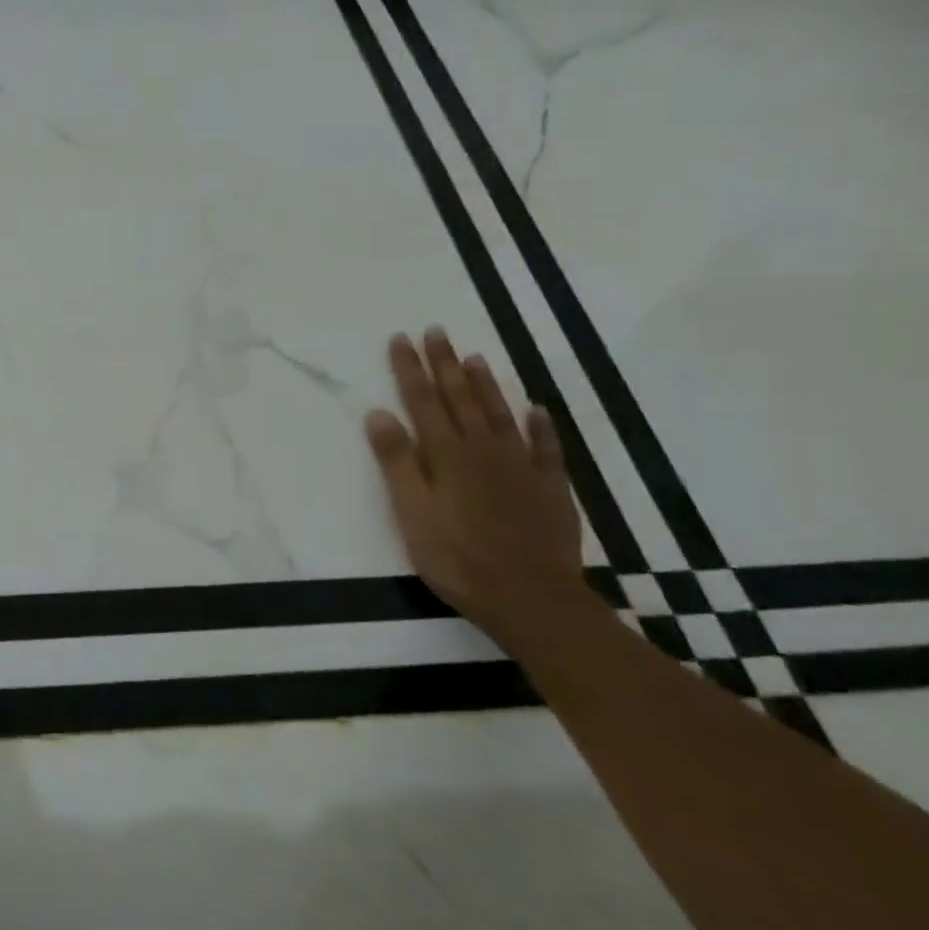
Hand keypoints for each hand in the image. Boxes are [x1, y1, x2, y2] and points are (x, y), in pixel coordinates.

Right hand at [364, 329, 590, 644]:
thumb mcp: (411, 512)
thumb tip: (379, 413)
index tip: (400, 339)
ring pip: (500, 414)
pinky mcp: (549, 488)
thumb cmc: (457, 557)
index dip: (409, 369)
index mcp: (446, 455)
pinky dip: (540, 425)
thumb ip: (396, 461)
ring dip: (486, 384)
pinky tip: (537, 410)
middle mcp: (484, 450)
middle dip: (445, 364)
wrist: (530, 597)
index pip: (422, 401)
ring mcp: (521, 467)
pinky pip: (546, 447)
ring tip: (474, 356)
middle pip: (461, 398)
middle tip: (436, 331)